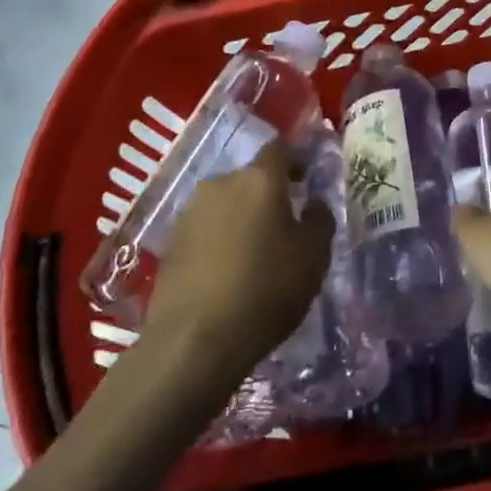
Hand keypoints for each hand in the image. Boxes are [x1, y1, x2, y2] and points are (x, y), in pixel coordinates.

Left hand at [138, 139, 333, 379]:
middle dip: (269, 195)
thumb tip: (313, 202)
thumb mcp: (313, 258)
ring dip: (242, 218)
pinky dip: (220, 239)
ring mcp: (191, 211)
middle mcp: (222, 183)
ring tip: (255, 252)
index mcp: (260, 179)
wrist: (193, 342)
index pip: (280, 149)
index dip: (296, 160)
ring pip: (227, 203)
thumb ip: (319, 220)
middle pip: (251, 178)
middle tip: (284, 225)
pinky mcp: (171, 241)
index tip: (307, 180)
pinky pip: (206, 228)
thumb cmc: (265, 291)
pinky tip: (228, 271)